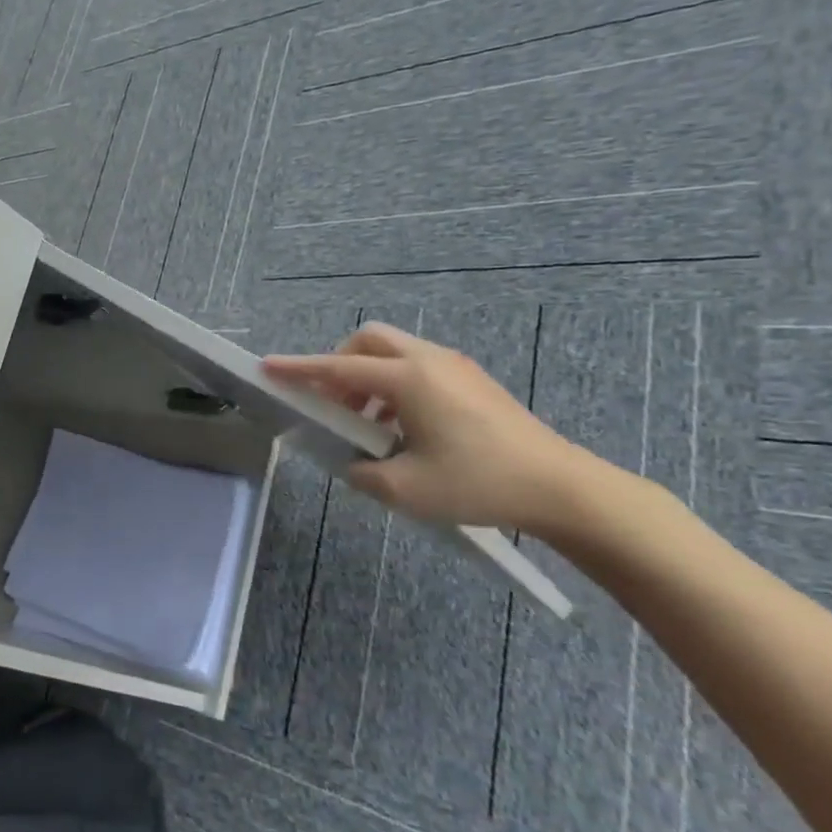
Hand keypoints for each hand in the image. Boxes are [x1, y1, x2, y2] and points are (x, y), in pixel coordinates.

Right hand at [265, 321, 593, 536]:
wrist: (564, 489)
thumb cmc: (479, 484)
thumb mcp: (405, 489)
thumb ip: (362, 472)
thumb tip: (352, 462)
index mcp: (408, 380)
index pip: (337, 368)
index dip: (298, 369)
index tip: (267, 366)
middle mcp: (429, 361)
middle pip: (367, 341)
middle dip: (338, 364)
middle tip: (333, 403)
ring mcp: (456, 368)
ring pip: (394, 353)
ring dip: (367, 379)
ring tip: (367, 425)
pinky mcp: (474, 382)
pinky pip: (418, 367)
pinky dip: (394, 387)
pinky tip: (403, 429)